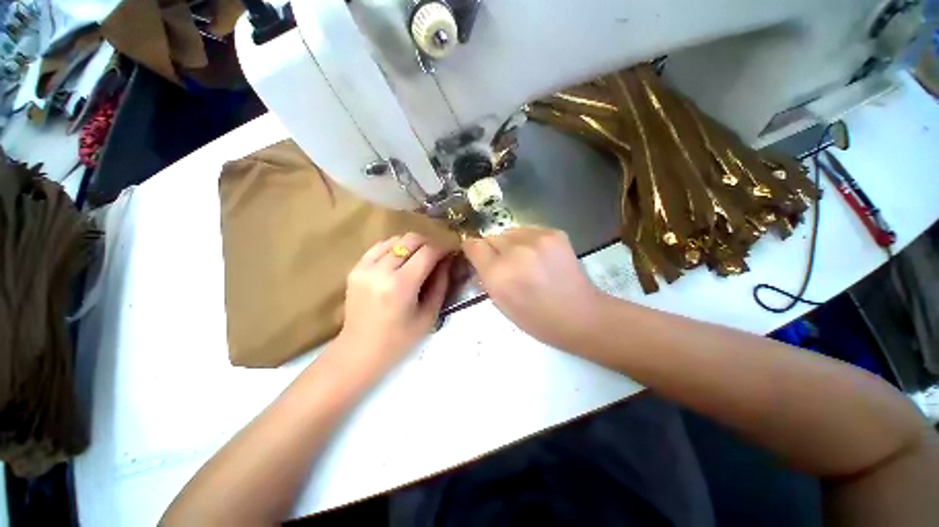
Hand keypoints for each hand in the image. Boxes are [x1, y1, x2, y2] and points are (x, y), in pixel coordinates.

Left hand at [333, 233, 451, 377]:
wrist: (360, 350)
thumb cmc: (400, 339)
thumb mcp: (429, 315)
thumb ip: (441, 284)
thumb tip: (447, 260)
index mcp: (401, 285)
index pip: (427, 252)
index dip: (442, 248)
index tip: (450, 252)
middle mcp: (381, 270)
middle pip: (410, 240)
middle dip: (428, 243)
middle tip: (436, 254)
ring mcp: (365, 267)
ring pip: (395, 239)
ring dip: (411, 244)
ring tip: (419, 257)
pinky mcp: (356, 268)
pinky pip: (379, 246)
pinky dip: (394, 248)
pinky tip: (400, 259)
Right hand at [462, 226, 604, 349]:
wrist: (580, 315)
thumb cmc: (536, 319)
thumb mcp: (501, 304)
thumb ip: (486, 278)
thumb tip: (479, 262)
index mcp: (498, 274)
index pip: (473, 245)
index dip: (473, 250)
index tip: (477, 256)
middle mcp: (514, 252)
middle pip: (491, 236)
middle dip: (493, 249)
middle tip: (505, 264)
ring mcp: (537, 239)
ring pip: (509, 231)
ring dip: (511, 243)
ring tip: (524, 259)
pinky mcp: (554, 233)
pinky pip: (529, 230)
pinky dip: (528, 240)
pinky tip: (539, 255)